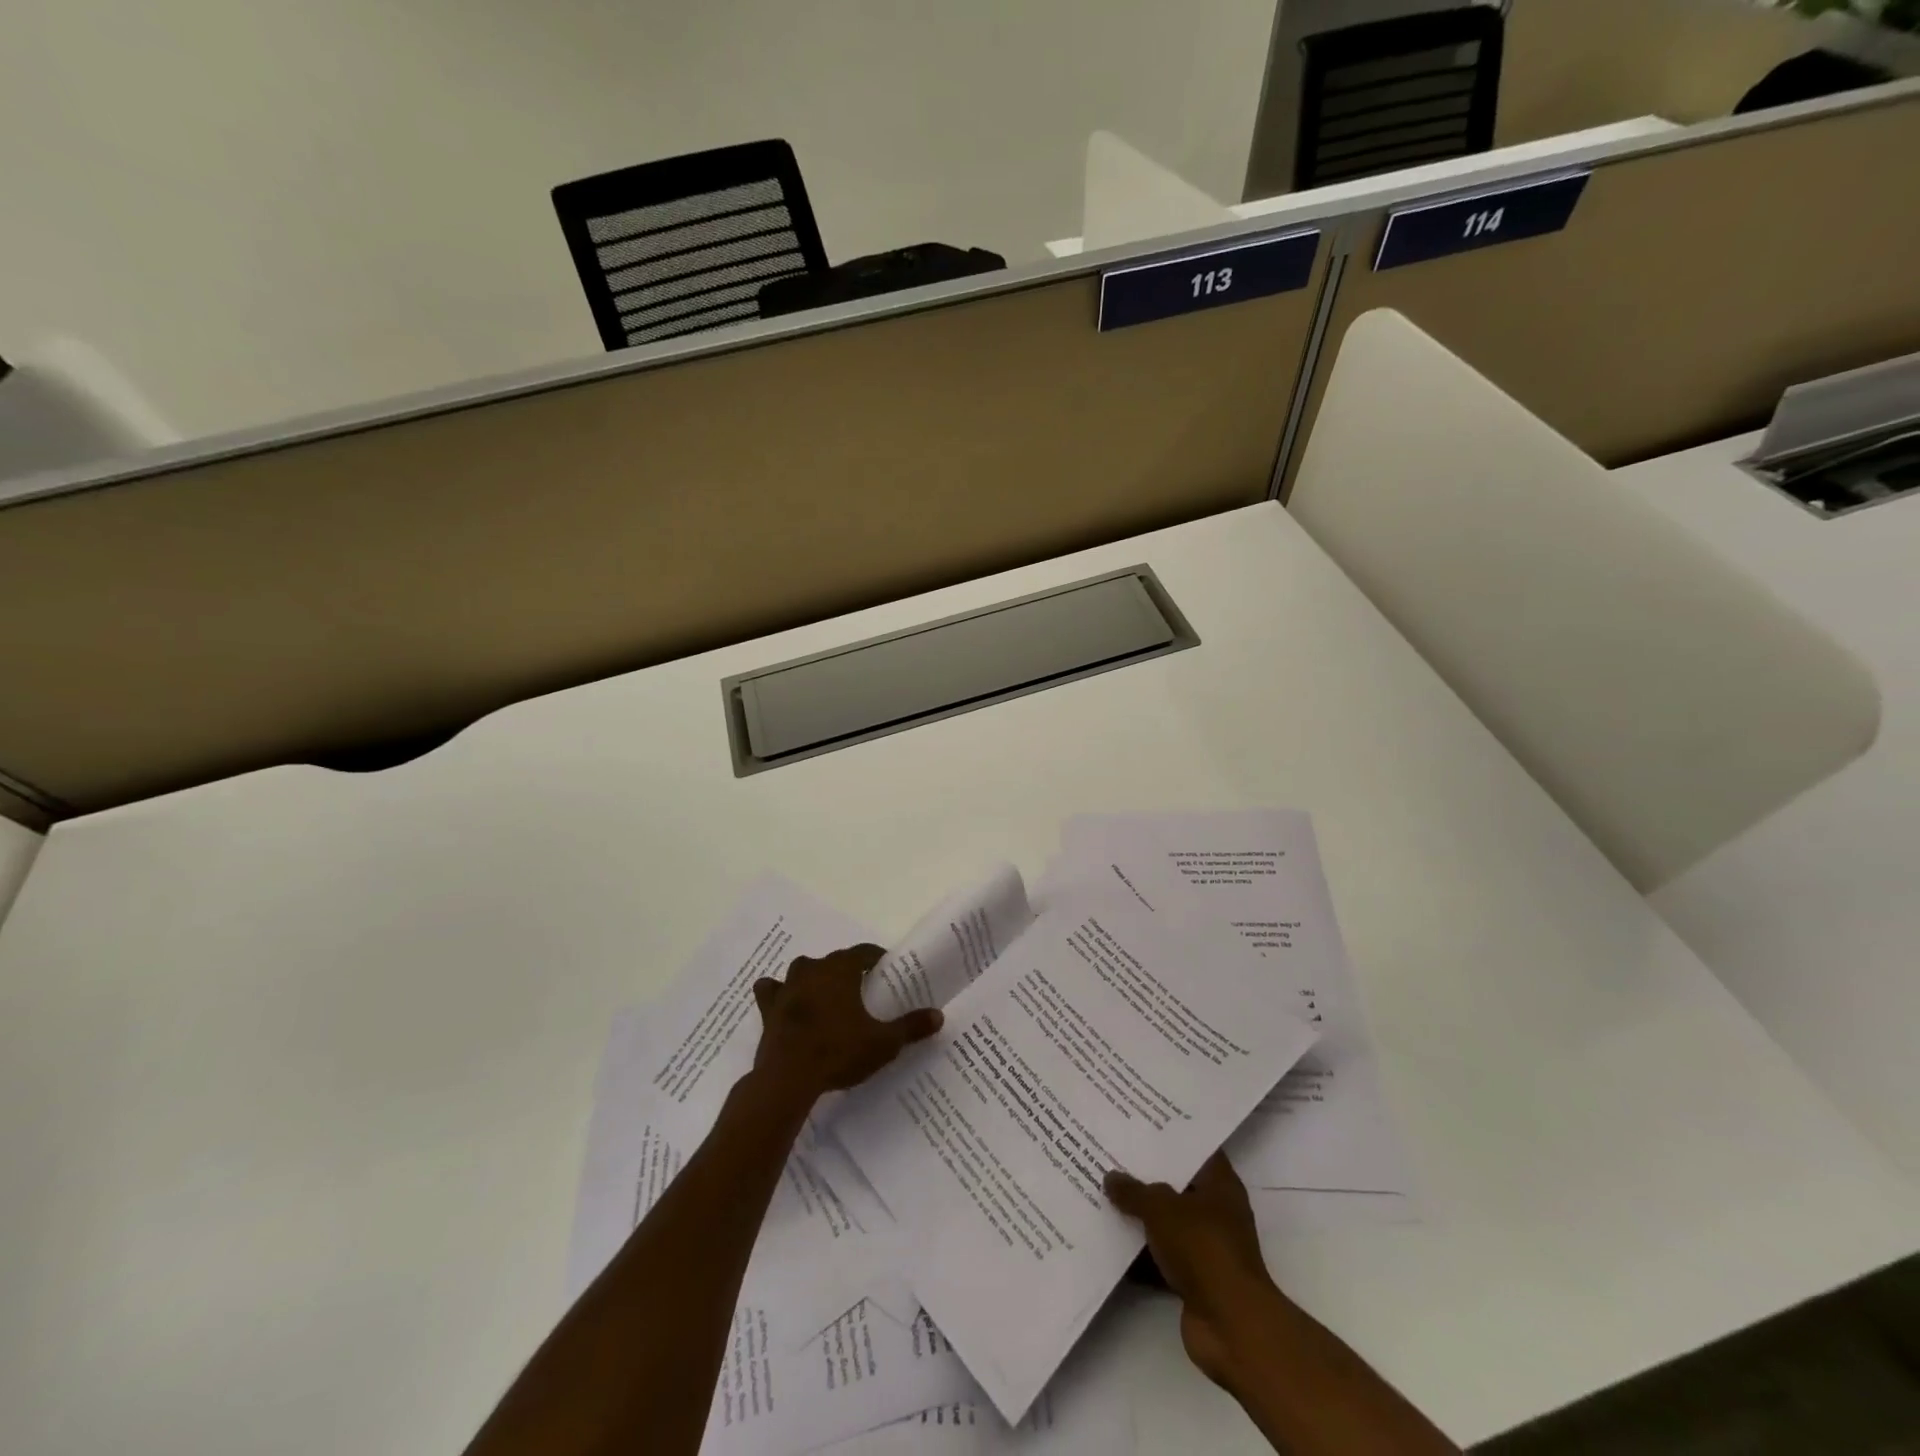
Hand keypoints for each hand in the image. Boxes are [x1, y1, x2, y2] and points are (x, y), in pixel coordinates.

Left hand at [751, 944, 942, 1103]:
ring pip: (802, 971)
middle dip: (847, 971)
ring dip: (813, 978)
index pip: (863, 952)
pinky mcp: (768, 1008)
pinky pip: (772, 991)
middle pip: (834, 961)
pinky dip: (778, 993)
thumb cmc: (839, 1051)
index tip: (887, 971)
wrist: (788, 1078)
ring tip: (826, 997)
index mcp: (840, 969)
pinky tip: (785, 1002)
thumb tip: (939, 1015)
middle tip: (861, 991)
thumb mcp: (883, 1043)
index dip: (876, 959)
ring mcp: (787, 987)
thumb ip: (910, 1027)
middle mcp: (812, 969)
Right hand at [1105, 1152, 1276, 1390]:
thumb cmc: (1203, 1249)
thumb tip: (1111, 1177)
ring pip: (1166, 1223)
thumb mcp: (1162, 1208)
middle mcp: (1216, 1212)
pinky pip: (1160, 1257)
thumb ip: (1134, 1191)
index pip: (1195, 1149)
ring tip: (1102, 1193)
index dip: (1169, 1136)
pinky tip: (1108, 1241)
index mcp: (1220, 1185)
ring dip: (1139, 1216)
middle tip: (1110, 1154)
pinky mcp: (1194, 1280)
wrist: (1230, 1326)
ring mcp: (1206, 1248)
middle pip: (1177, 1185)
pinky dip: (1140, 1253)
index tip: (1140, 1123)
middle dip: (1146, 1175)